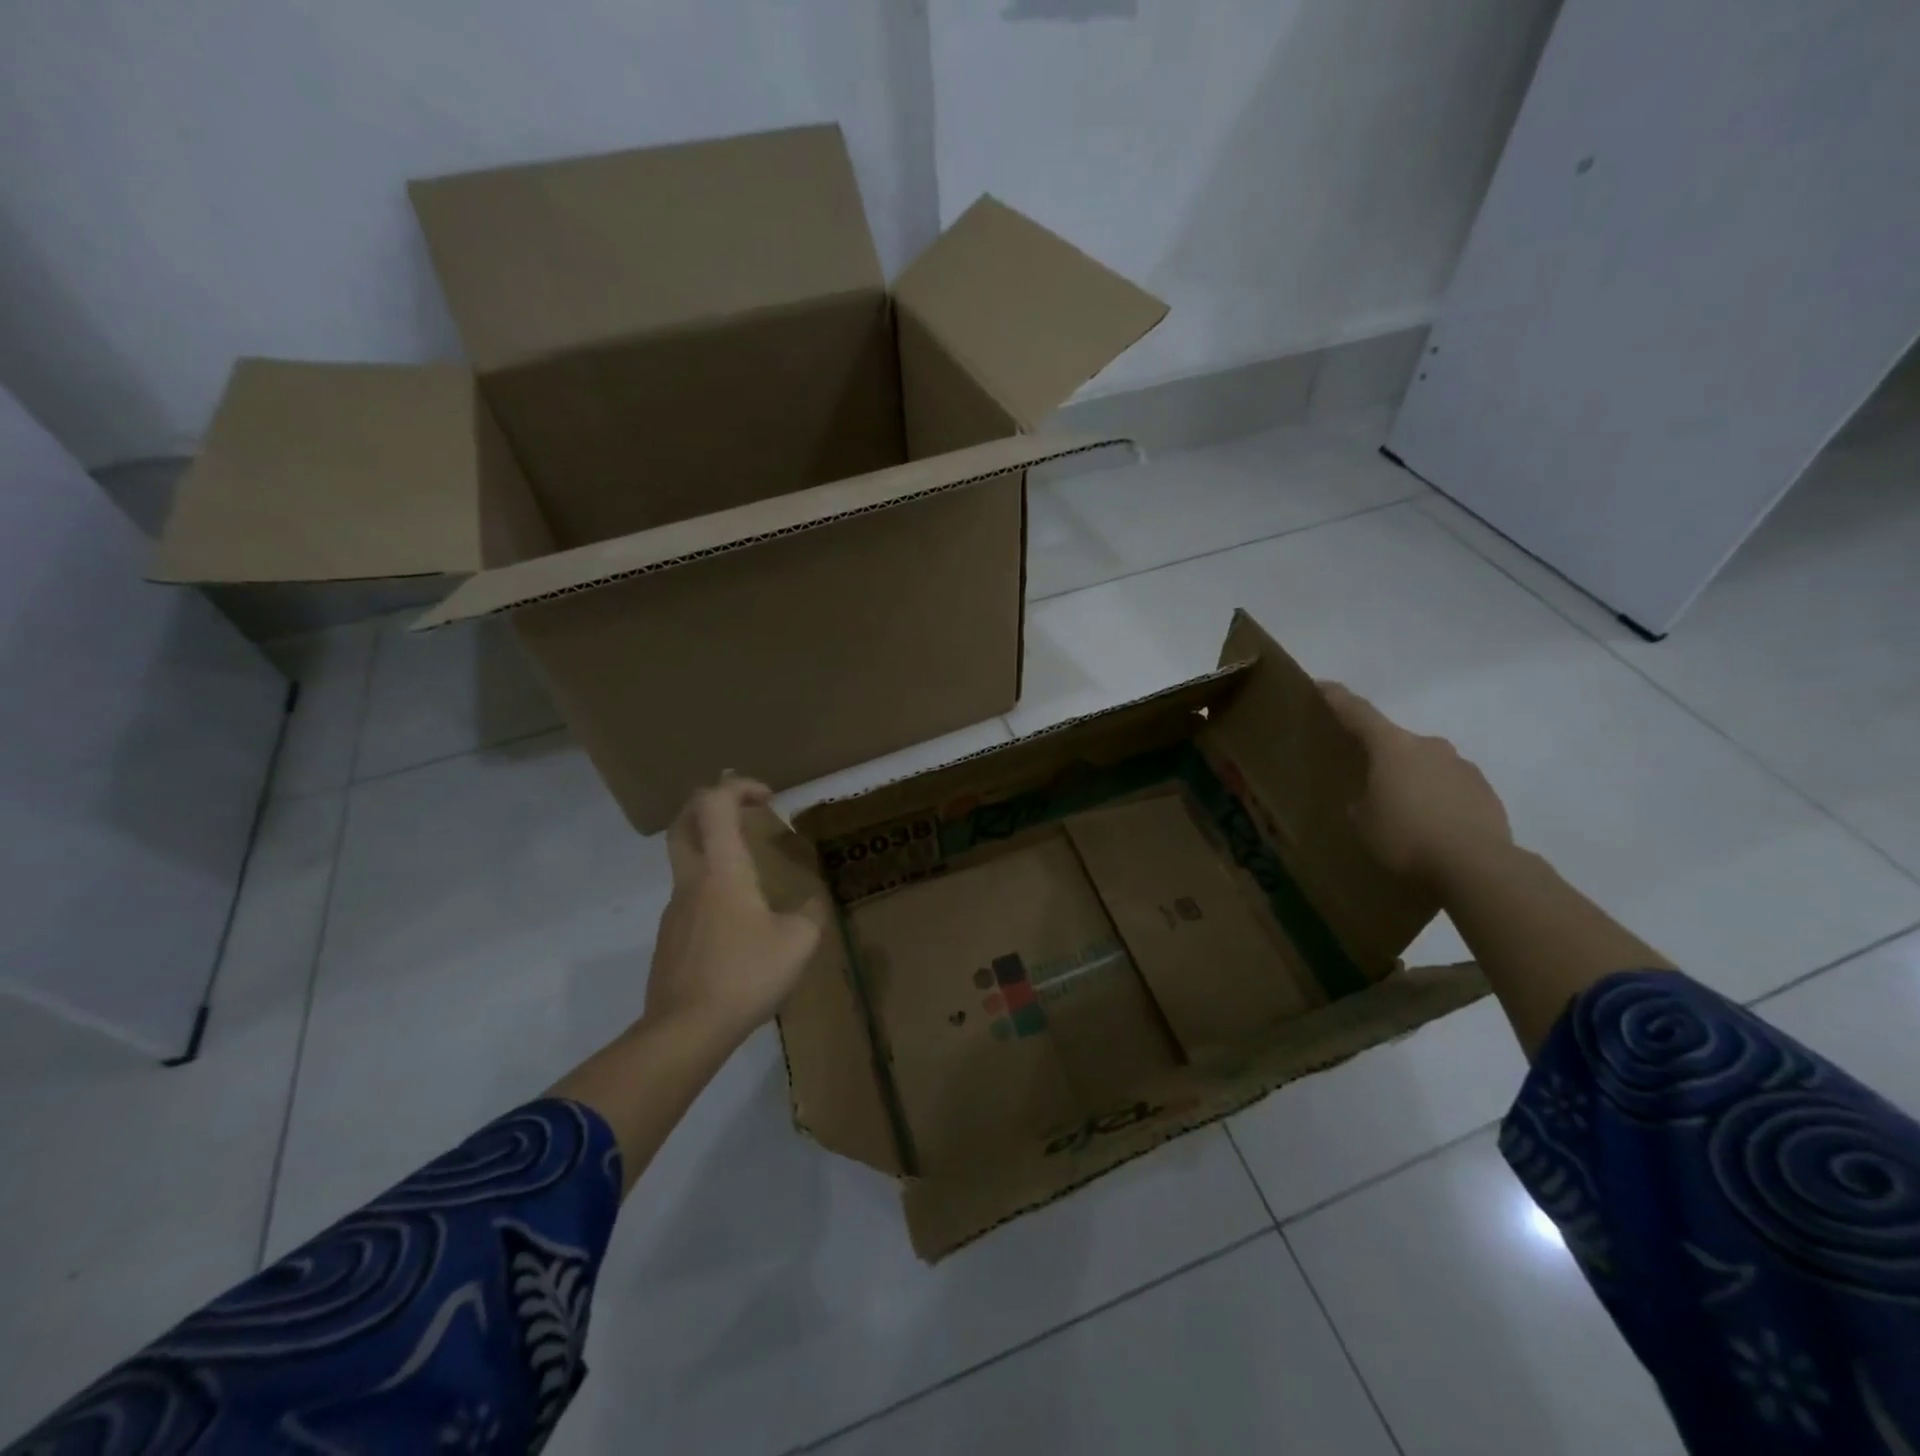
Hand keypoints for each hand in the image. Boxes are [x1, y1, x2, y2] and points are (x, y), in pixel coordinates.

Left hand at [645, 776, 822, 1042]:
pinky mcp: (670, 939)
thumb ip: (809, 914)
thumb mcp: (798, 943)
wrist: (685, 1031)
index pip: (715, 803)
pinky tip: (738, 925)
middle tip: (742, 811)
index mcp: (722, 870)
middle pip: (685, 822)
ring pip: (686, 862)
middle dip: (711, 805)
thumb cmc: (744, 975)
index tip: (767, 798)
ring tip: (751, 875)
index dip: (738, 787)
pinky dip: (711, 890)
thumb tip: (809, 905)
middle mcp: (692, 881)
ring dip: (713, 850)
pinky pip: (690, 899)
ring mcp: (675, 911)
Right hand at [1321, 683, 1514, 891]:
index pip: (1358, 713)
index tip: (1323, 685)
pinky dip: (1438, 799)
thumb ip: (1362, 803)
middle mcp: (1429, 746)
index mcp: (1392, 747)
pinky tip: (1433, 827)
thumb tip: (1370, 799)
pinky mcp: (1485, 791)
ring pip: (1428, 765)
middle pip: (1397, 742)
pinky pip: (1451, 787)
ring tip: (1405, 812)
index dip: (1338, 698)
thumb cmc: (1406, 836)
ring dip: (1414, 779)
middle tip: (1369, 780)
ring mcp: (1462, 766)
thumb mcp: (1364, 823)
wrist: (1476, 865)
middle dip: (1383, 756)